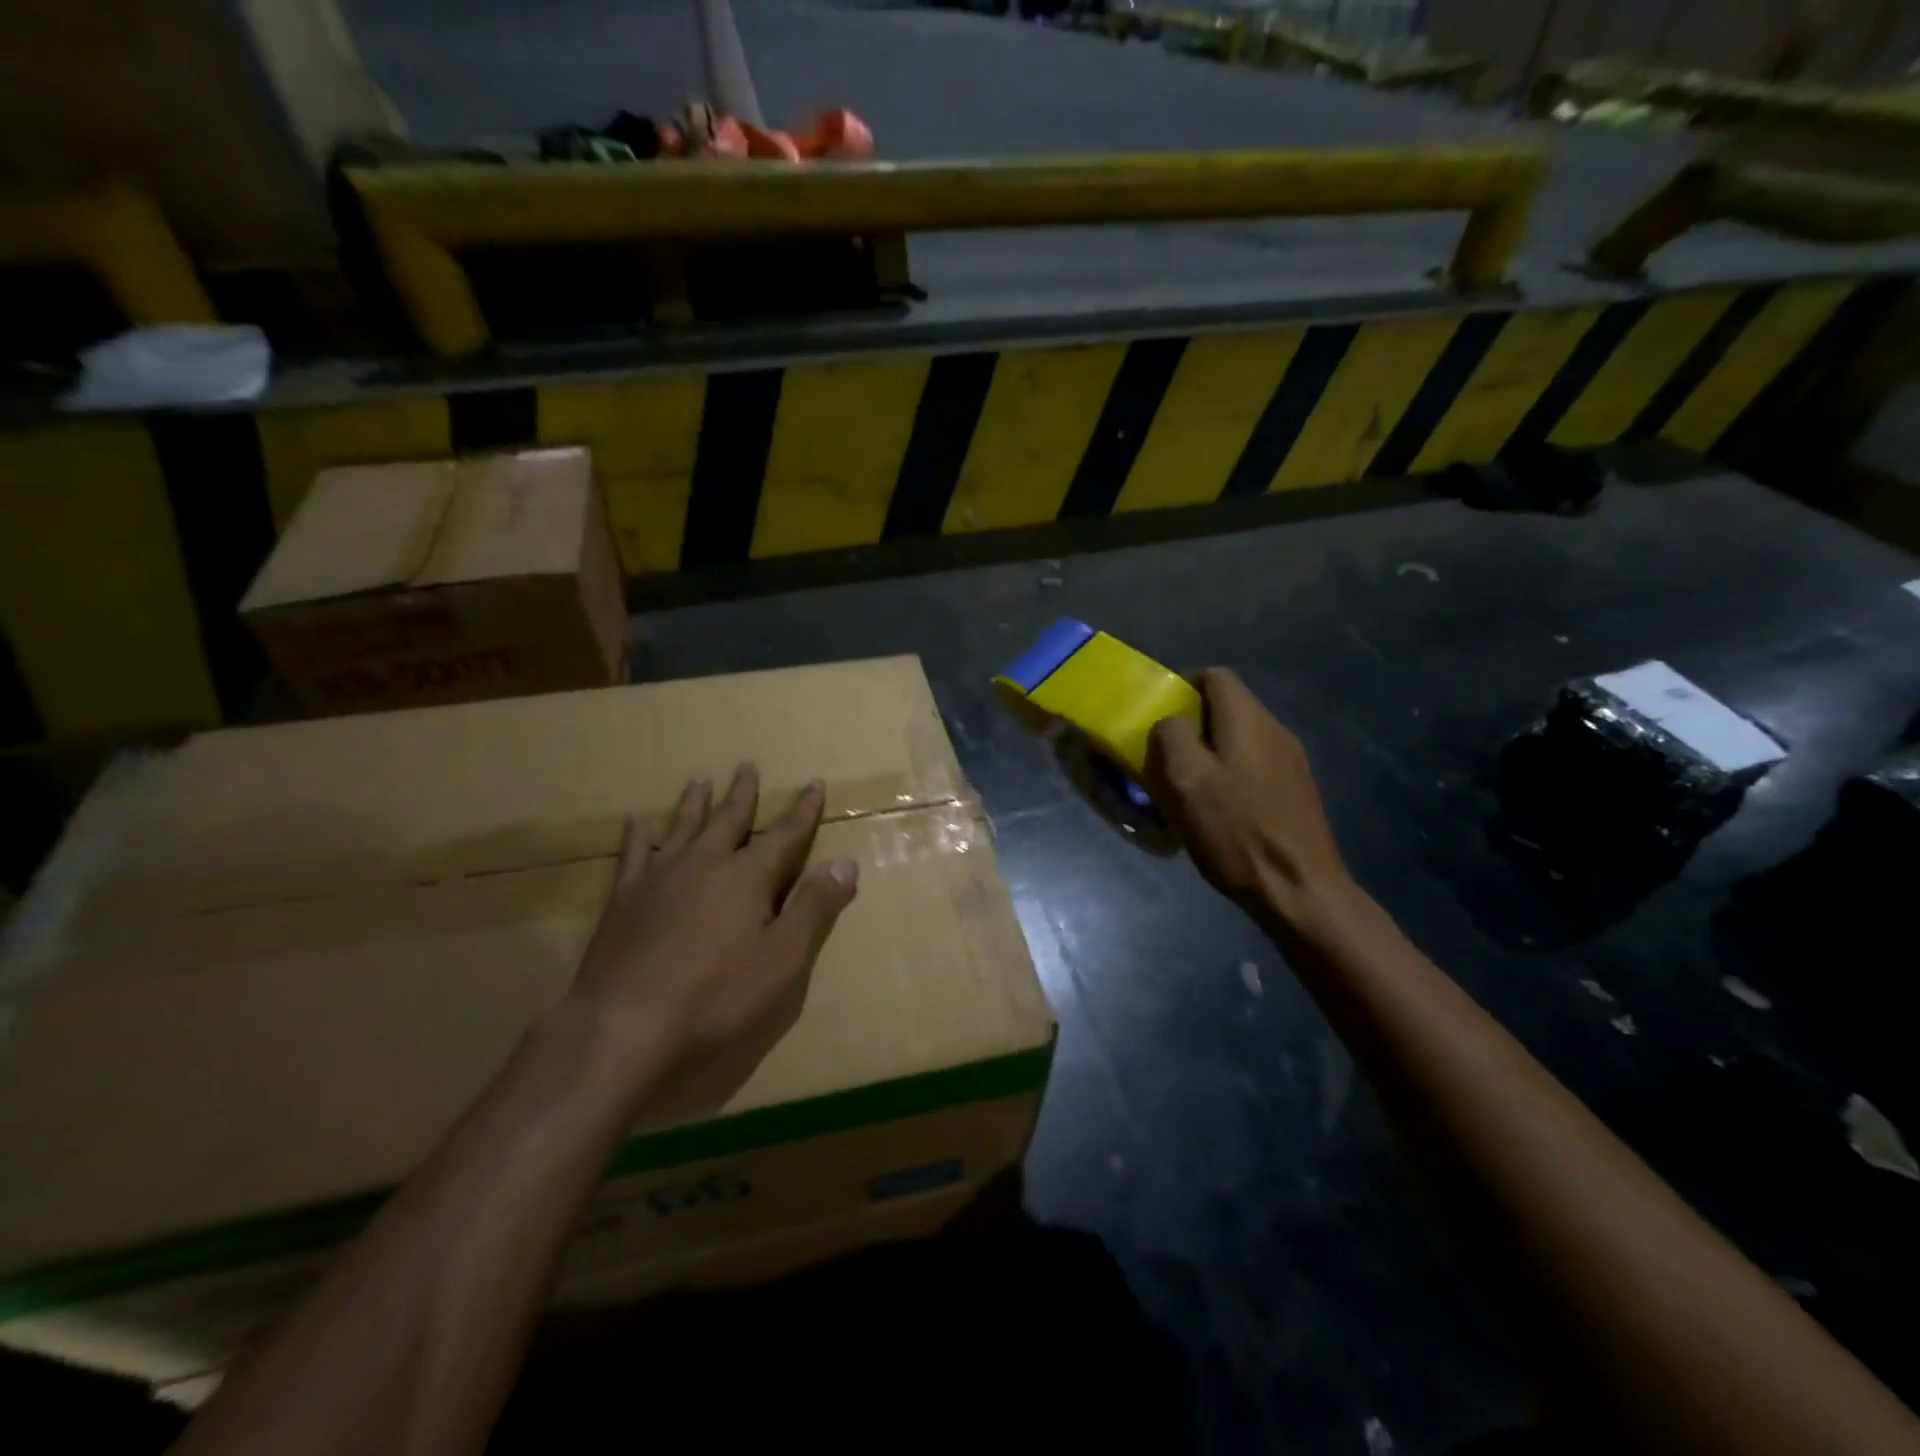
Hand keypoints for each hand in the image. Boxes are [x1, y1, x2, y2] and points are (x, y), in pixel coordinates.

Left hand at [569, 765, 858, 1123]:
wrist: (623, 1027)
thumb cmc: (717, 998)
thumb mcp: (783, 960)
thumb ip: (814, 908)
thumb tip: (846, 863)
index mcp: (748, 878)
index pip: (785, 835)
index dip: (803, 810)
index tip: (814, 783)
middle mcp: (705, 864)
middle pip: (729, 819)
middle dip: (743, 794)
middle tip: (747, 767)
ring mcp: (660, 878)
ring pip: (683, 827)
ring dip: (694, 803)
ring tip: (699, 780)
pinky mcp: (623, 899)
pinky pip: (633, 854)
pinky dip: (637, 835)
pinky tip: (636, 821)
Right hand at [1145, 669, 1353, 936]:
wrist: (1299, 889)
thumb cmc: (1235, 831)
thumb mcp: (1185, 780)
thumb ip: (1170, 736)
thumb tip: (1170, 723)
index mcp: (1248, 720)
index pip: (1214, 675)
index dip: (1181, 686)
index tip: (1156, 716)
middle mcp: (1275, 730)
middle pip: (1227, 707)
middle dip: (1191, 724)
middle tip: (1164, 756)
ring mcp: (1291, 761)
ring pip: (1240, 738)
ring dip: (1209, 752)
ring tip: (1187, 786)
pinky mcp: (1296, 791)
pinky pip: (1254, 765)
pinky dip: (1229, 774)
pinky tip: (1218, 809)